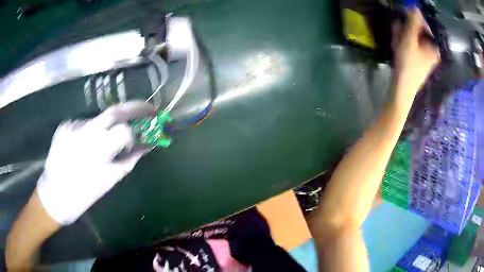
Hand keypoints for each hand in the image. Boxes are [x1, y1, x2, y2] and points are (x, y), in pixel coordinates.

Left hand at [37, 101, 156, 224]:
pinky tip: (82, 148)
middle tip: (147, 109)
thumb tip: (146, 147)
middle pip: (114, 111)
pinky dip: (88, 133)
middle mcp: (85, 131)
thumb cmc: (83, 194)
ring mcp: (73, 126)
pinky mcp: (64, 126)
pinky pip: (82, 125)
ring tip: (97, 148)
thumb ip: (129, 161)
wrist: (54, 195)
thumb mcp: (109, 180)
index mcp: (99, 149)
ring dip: (103, 129)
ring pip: (97, 121)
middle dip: (134, 107)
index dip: (134, 133)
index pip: (124, 129)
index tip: (138, 138)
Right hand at [393, 8, 439, 99]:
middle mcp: (431, 51)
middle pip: (417, 32)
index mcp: (434, 47)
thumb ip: (413, 22)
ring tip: (396, 44)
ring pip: (412, 38)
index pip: (423, 25)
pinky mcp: (418, 61)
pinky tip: (397, 48)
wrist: (402, 89)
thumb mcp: (410, 39)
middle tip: (397, 35)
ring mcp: (425, 57)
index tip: (402, 20)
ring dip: (402, 37)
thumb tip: (415, 7)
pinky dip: (403, 44)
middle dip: (405, 31)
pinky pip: (411, 46)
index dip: (412, 20)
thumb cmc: (408, 64)